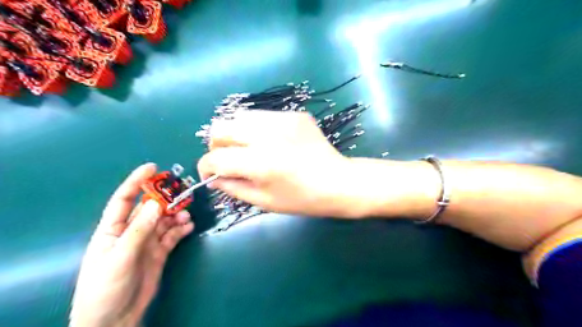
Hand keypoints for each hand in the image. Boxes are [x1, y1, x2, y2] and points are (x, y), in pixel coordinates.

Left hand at [70, 163, 194, 326]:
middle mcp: (132, 231)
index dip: (136, 182)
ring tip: (186, 216)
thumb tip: (156, 205)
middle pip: (150, 208)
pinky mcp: (160, 251)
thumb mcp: (119, 258)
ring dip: (176, 214)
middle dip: (165, 199)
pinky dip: (182, 228)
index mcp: (113, 229)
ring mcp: (147, 241)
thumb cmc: (106, 288)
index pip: (125, 199)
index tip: (153, 167)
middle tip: (182, 193)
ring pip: (165, 220)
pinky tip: (189, 226)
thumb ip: (138, 231)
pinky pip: (173, 234)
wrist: (115, 320)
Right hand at [197, 112, 361, 218]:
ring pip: (239, 117)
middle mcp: (268, 135)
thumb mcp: (264, 201)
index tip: (211, 174)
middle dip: (217, 146)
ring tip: (247, 149)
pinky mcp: (294, 114)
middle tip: (228, 159)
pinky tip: (271, 142)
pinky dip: (256, 129)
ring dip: (235, 135)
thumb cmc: (302, 198)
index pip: (215, 158)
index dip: (206, 167)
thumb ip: (233, 187)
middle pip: (220, 127)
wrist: (338, 181)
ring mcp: (283, 119)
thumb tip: (213, 176)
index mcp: (260, 162)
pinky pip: (262, 116)